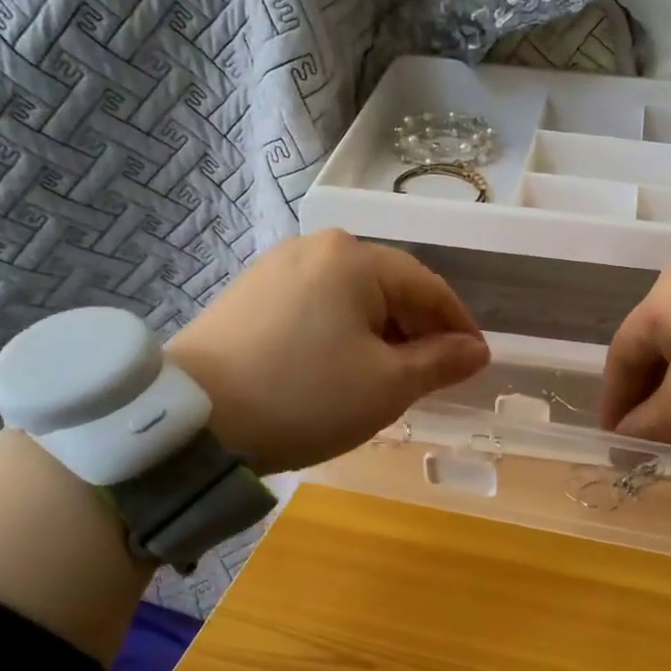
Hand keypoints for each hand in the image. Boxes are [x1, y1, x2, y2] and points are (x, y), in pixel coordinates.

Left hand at [166, 231, 489, 472]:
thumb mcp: (388, 385)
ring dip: (379, 335)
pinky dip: (340, 334)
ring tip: (386, 377)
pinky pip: (315, 307)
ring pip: (350, 299)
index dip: (458, 325)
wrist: (193, 421)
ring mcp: (275, 268)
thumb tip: (478, 350)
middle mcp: (315, 248)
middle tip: (432, 376)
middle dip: (417, 331)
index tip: (476, 361)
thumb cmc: (306, 396)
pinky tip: (337, 369)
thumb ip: (441, 362)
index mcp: (355, 258)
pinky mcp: (248, 295)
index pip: (428, 287)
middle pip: (388, 288)